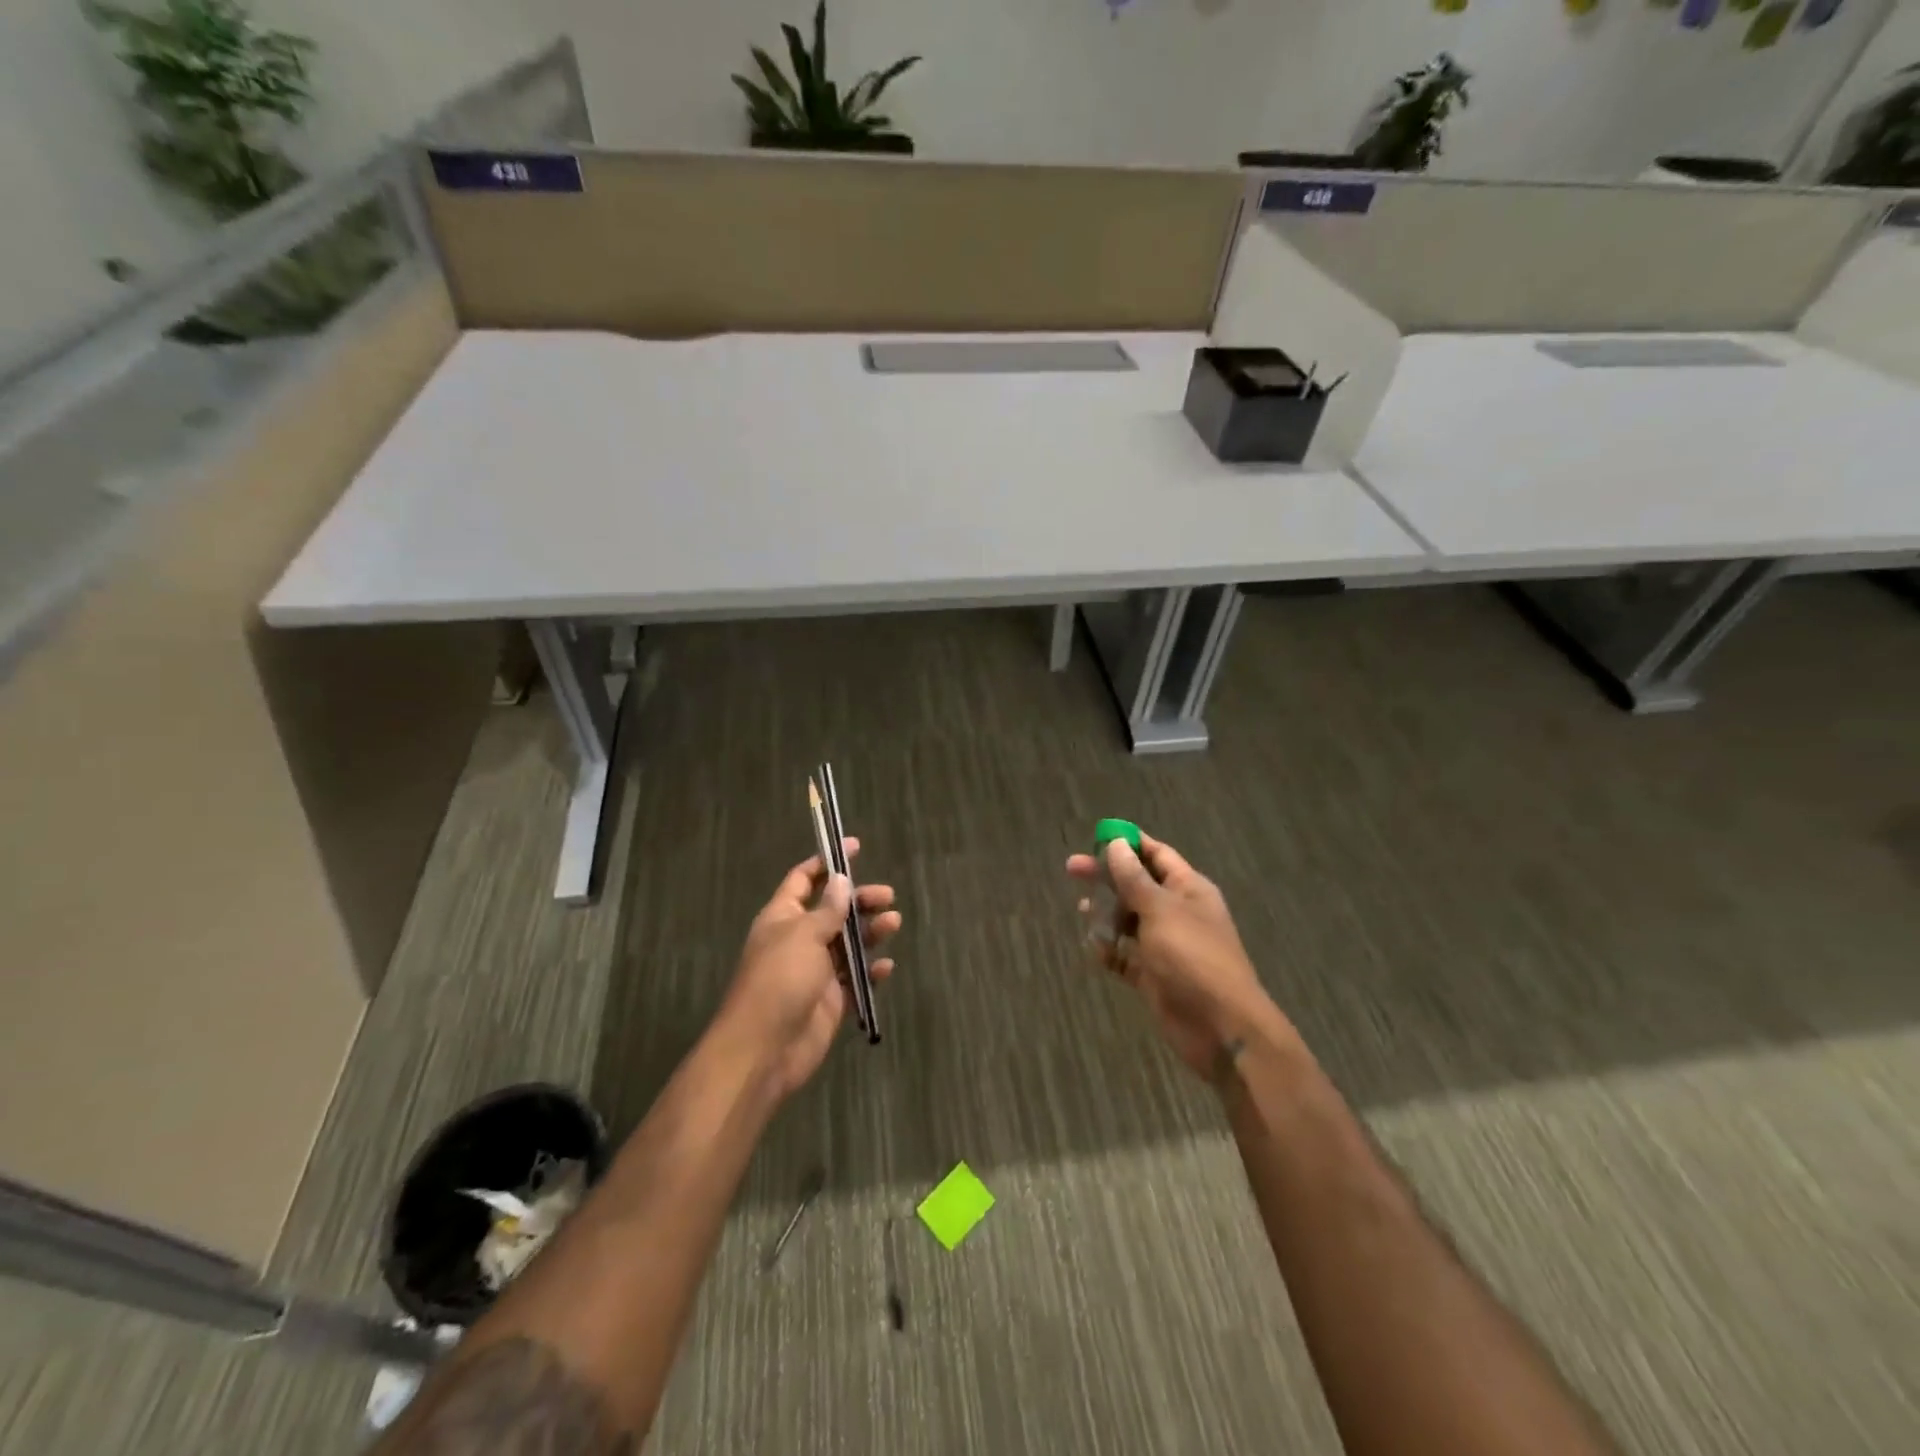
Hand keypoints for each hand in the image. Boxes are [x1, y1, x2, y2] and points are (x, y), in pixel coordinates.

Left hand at [715, 839, 901, 1100]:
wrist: (764, 1050)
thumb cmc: (779, 981)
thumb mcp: (803, 936)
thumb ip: (827, 909)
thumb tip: (840, 880)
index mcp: (783, 918)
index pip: (803, 880)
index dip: (826, 863)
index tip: (854, 847)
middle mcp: (799, 940)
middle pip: (833, 910)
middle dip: (859, 900)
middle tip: (887, 896)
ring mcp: (816, 971)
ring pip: (848, 943)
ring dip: (871, 932)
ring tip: (894, 923)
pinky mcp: (831, 1000)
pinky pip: (856, 979)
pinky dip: (871, 971)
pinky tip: (885, 967)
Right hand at [1067, 833, 1287, 1079]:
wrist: (1221, 1028)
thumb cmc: (1193, 958)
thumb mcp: (1161, 911)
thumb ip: (1134, 879)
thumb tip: (1116, 844)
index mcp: (1188, 890)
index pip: (1157, 855)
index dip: (1128, 844)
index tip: (1096, 837)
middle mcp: (1177, 913)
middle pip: (1137, 885)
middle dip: (1107, 877)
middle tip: (1072, 869)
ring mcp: (1165, 945)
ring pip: (1129, 920)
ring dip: (1106, 914)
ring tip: (1083, 910)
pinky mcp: (1154, 975)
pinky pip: (1126, 955)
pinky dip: (1110, 950)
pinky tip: (1094, 948)